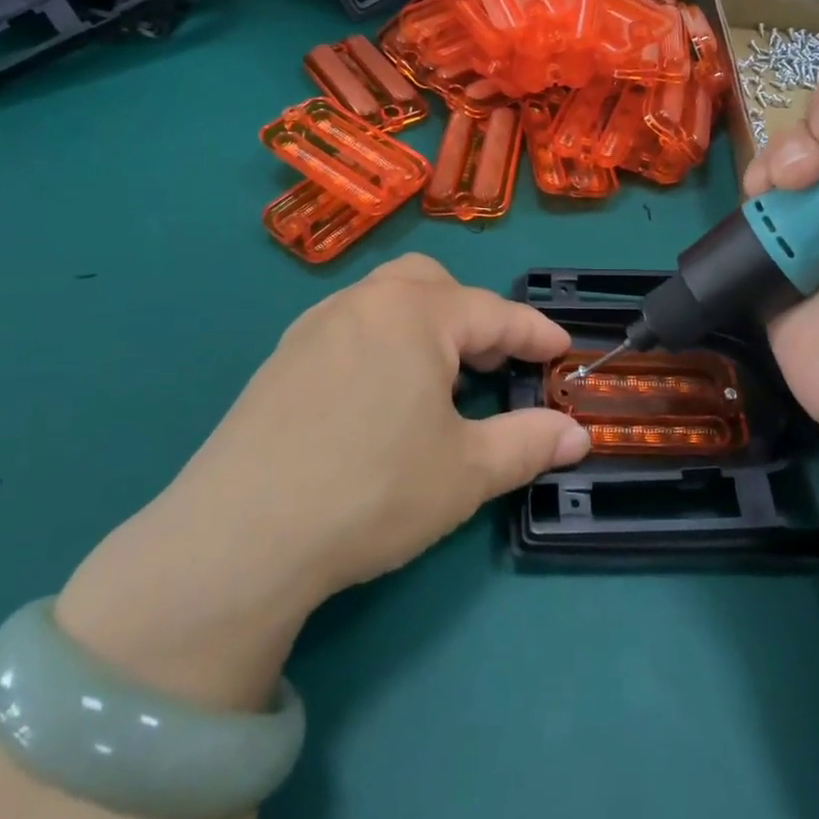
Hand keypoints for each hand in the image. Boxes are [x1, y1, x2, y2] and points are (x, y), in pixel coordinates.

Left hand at [54, 255, 585, 708]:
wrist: (240, 535)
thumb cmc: (373, 490)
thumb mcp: (466, 472)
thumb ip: (529, 443)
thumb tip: (578, 436)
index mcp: (414, 313)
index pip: (493, 312)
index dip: (534, 332)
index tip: (563, 350)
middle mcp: (364, 303)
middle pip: (432, 283)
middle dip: (472, 314)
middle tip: (493, 362)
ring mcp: (315, 326)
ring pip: (386, 301)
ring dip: (425, 325)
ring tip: (439, 379)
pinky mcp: (282, 358)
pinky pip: (350, 327)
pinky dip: (383, 343)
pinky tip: (380, 396)